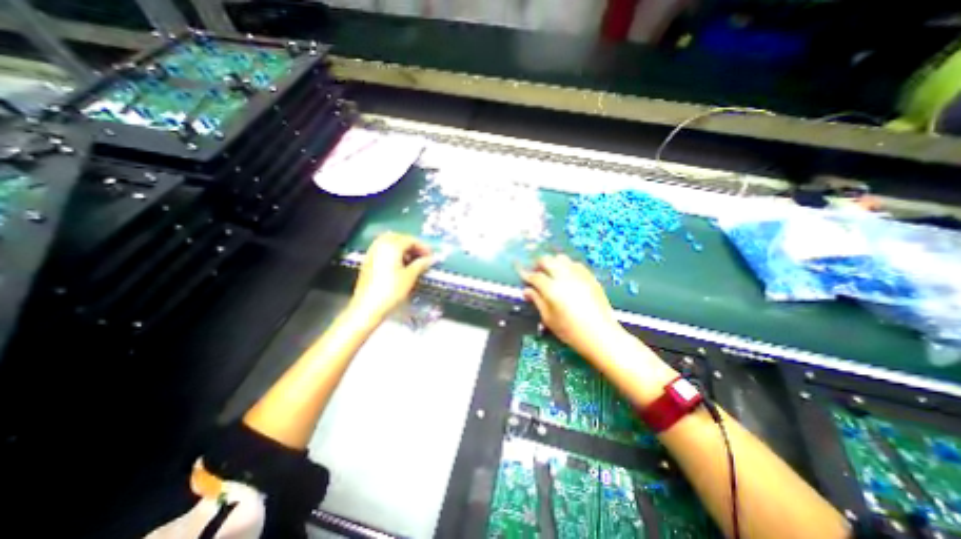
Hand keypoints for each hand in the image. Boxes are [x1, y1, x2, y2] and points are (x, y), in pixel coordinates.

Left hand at [351, 230, 433, 318]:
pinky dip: (393, 252)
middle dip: (411, 244)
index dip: (423, 246)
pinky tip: (400, 264)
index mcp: (391, 246)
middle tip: (422, 255)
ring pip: (389, 242)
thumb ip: (421, 264)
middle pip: (399, 237)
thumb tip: (430, 259)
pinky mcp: (368, 261)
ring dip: (402, 247)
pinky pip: (382, 249)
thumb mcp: (410, 277)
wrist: (368, 307)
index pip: (410, 239)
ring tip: (412, 260)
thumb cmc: (391, 290)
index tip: (431, 256)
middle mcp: (380, 245)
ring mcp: (372, 253)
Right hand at [519, 254, 623, 358]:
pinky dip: (567, 266)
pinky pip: (575, 264)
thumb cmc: (571, 331)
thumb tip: (527, 291)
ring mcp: (579, 275)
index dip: (526, 274)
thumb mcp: (549, 318)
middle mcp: (564, 277)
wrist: (601, 335)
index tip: (521, 274)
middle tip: (536, 272)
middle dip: (538, 264)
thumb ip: (537, 301)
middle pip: (547, 260)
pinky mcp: (590, 277)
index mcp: (552, 289)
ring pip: (561, 258)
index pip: (535, 276)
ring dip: (553, 263)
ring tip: (550, 273)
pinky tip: (566, 276)